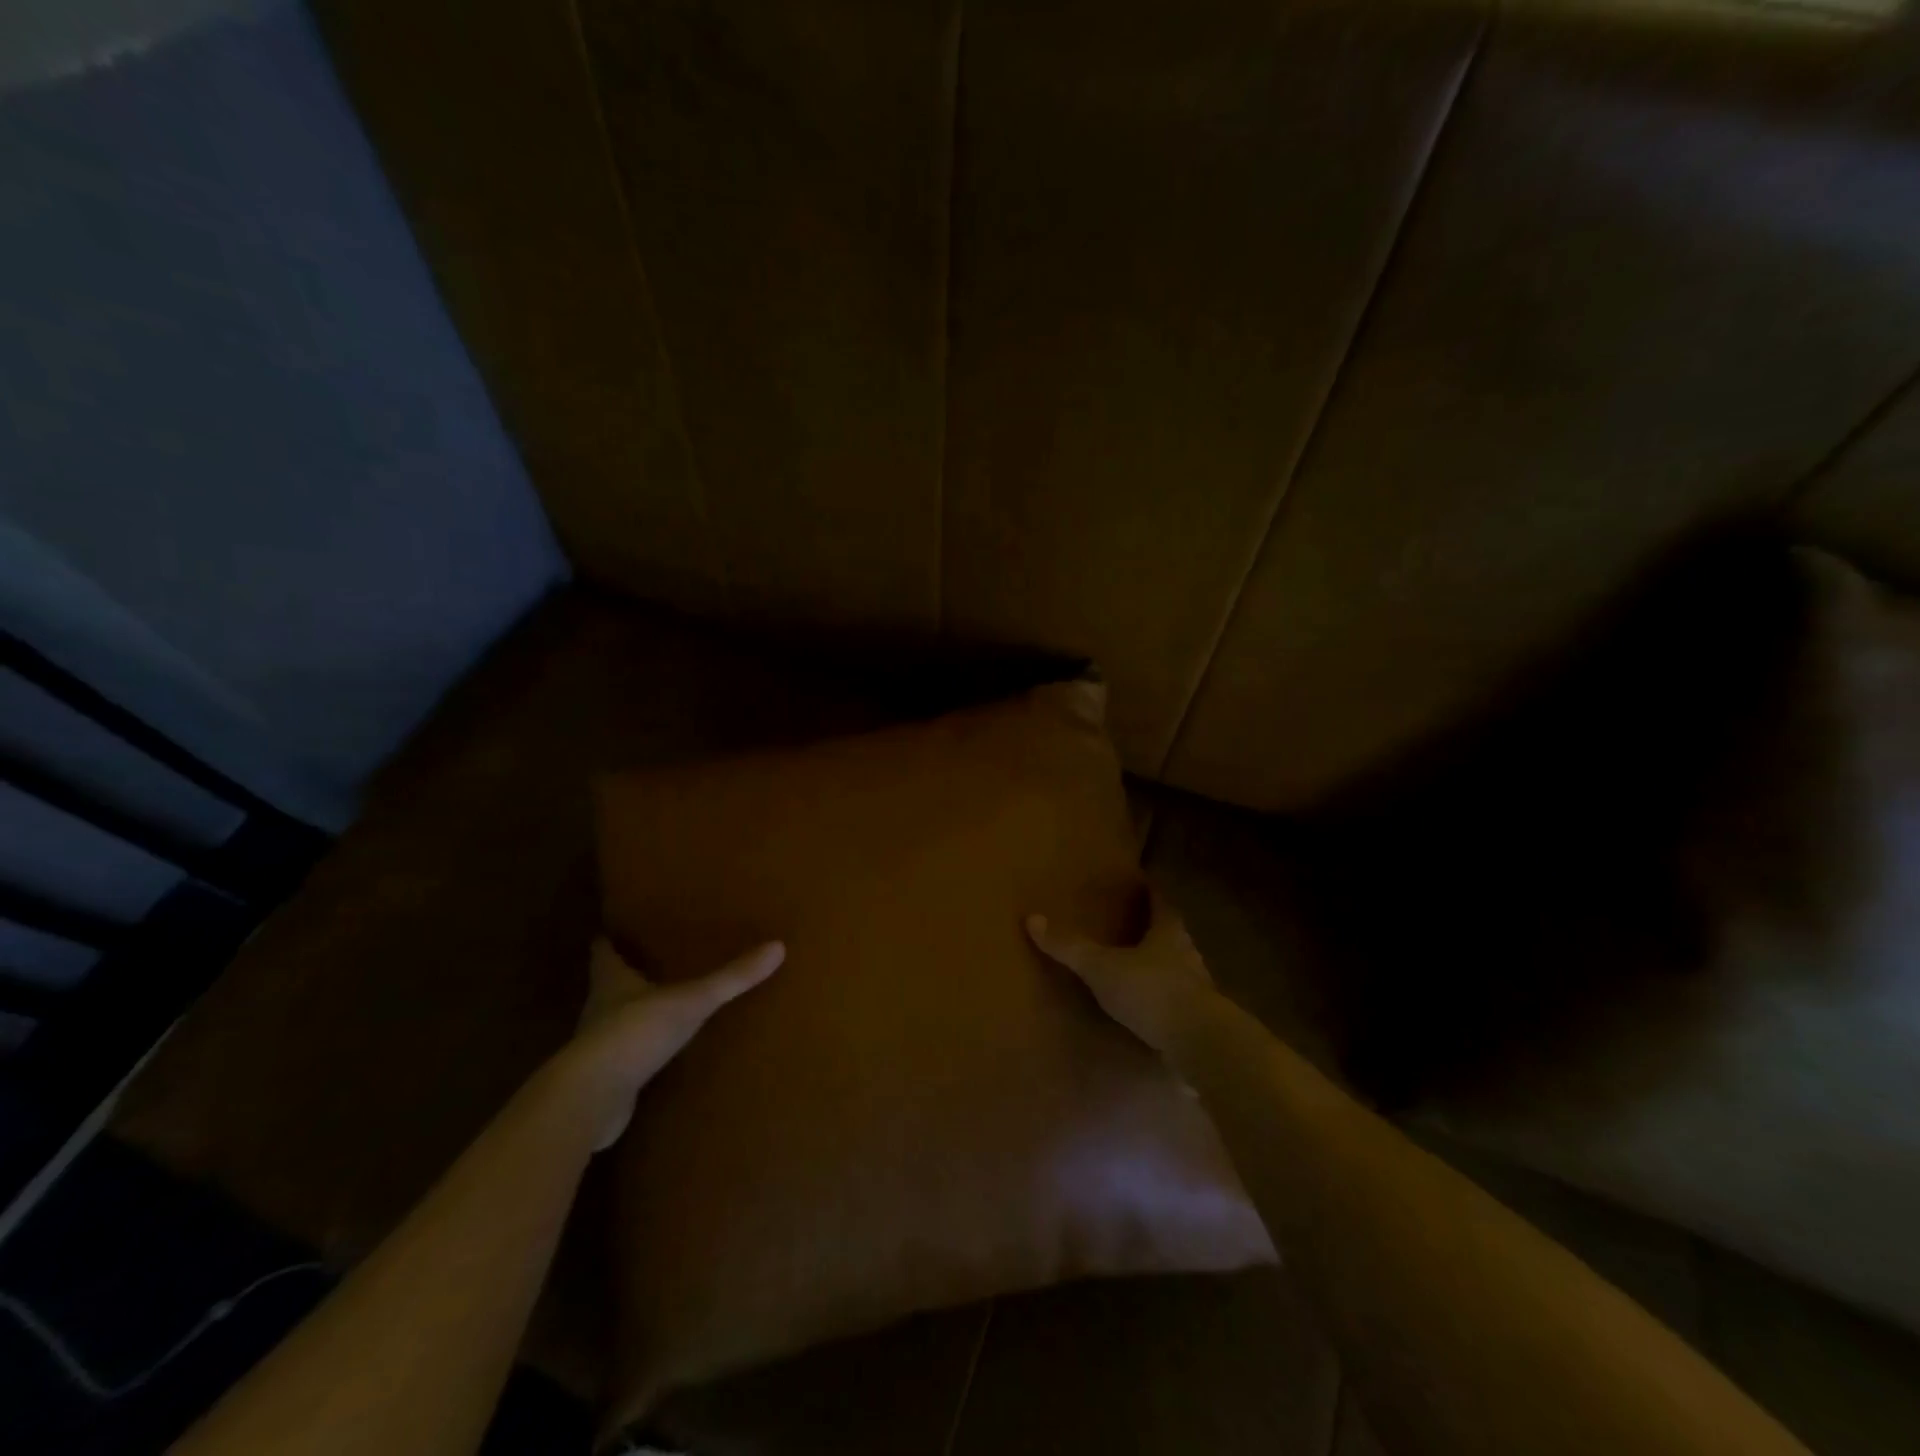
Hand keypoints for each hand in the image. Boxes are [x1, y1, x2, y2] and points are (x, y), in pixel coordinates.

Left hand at [563, 937, 784, 1149]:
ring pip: (616, 1023)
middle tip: (650, 963)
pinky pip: (626, 1060)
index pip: (604, 954)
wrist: (592, 1099)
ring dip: (633, 1015)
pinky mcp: (606, 1082)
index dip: (608, 942)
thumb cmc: (635, 1033)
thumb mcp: (691, 1001)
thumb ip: (732, 978)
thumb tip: (778, 947)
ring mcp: (599, 1049)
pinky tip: (659, 1056)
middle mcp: (600, 1010)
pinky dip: (639, 1054)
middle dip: (626, 976)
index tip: (613, 931)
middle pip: (609, 987)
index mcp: (612, 982)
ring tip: (662, 1006)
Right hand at [1026, 889, 1214, 1054]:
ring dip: (1161, 966)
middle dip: (1156, 930)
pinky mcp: (1199, 1020)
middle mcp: (1187, 954)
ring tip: (1138, 969)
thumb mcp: (1102, 967)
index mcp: (1168, 932)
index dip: (1151, 893)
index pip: (1161, 903)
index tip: (1144, 885)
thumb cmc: (1151, 992)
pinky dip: (1164, 1000)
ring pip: (1178, 968)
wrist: (1200, 1043)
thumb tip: (1032, 918)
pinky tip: (1149, 1010)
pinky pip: (1178, 1002)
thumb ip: (1070, 946)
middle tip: (1135, 926)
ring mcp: (1198, 988)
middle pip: (1172, 935)